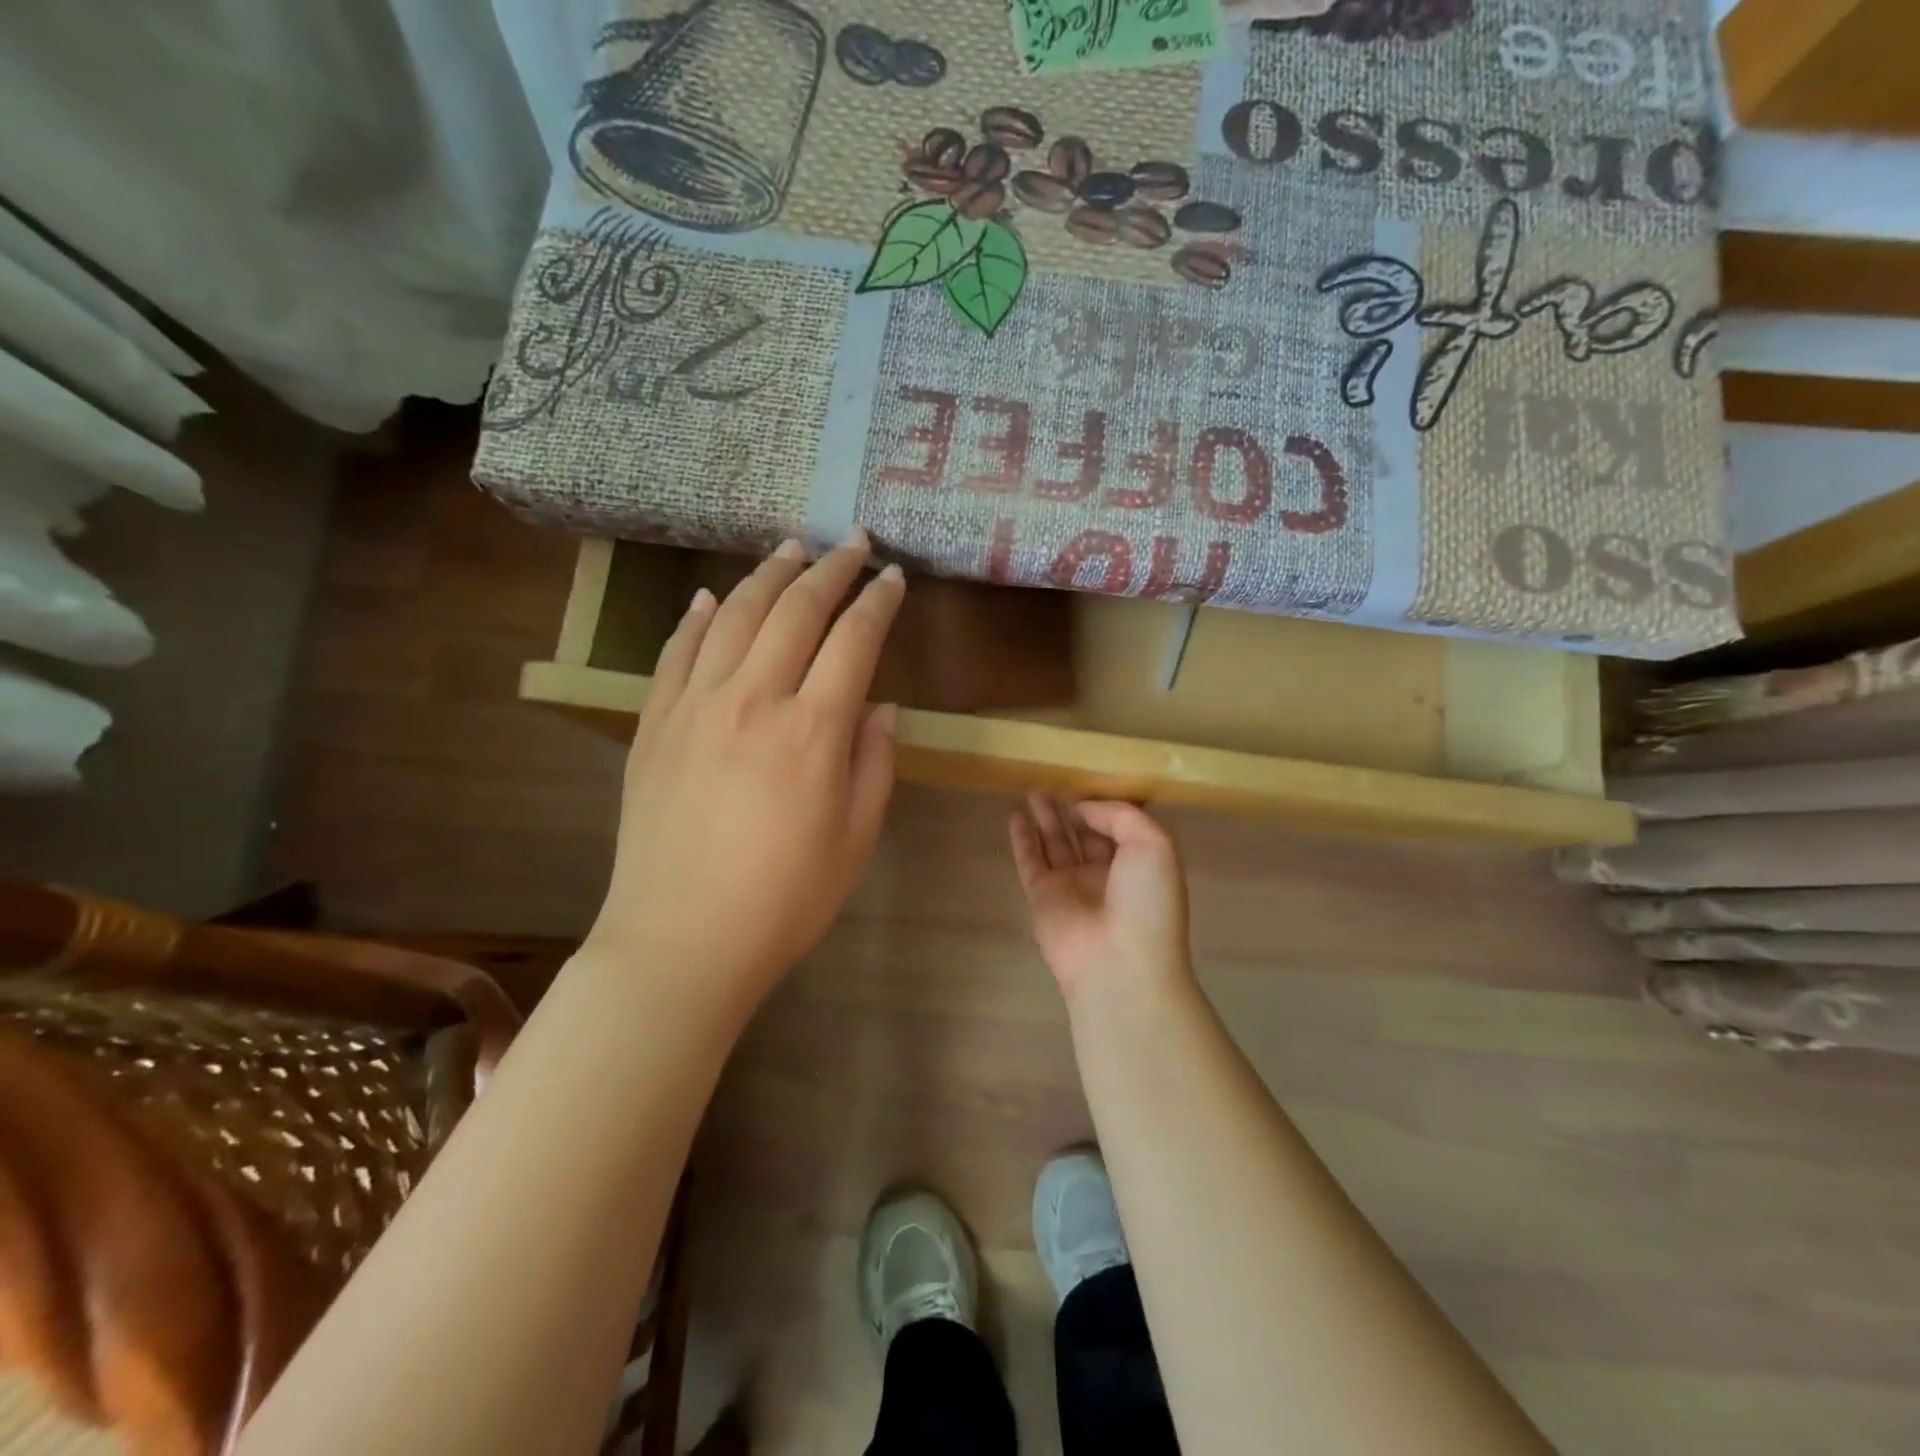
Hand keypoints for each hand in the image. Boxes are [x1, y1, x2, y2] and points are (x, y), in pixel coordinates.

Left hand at [588, 533, 903, 1002]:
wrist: (680, 941)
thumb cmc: (785, 900)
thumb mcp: (855, 839)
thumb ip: (874, 764)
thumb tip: (880, 707)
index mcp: (813, 731)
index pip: (854, 641)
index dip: (878, 602)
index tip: (895, 577)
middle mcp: (754, 700)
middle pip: (796, 612)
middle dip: (831, 569)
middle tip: (853, 543)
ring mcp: (695, 706)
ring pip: (735, 615)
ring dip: (769, 575)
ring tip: (792, 549)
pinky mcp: (654, 724)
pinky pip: (676, 652)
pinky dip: (698, 617)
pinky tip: (712, 597)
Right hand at [1009, 795, 1191, 1000]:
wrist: (1119, 963)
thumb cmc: (1146, 902)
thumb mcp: (1153, 844)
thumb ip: (1120, 815)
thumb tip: (1084, 808)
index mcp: (1140, 864)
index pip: (1121, 826)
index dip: (1106, 804)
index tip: (1089, 778)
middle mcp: (1106, 874)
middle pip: (1086, 833)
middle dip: (1073, 808)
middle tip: (1055, 779)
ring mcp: (1072, 886)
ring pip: (1056, 843)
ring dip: (1046, 817)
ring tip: (1033, 788)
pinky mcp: (1042, 896)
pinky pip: (1030, 860)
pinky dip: (1022, 838)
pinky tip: (1015, 814)